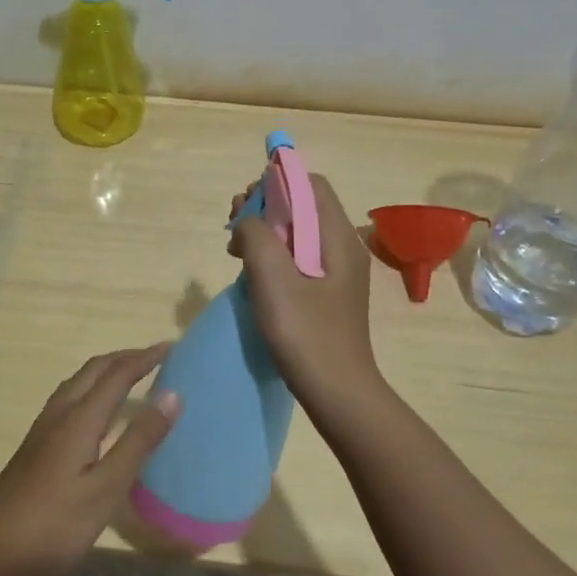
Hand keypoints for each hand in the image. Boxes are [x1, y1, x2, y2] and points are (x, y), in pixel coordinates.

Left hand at [0, 345, 179, 575]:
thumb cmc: (54, 526)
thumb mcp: (105, 488)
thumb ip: (138, 441)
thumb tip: (172, 394)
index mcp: (78, 419)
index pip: (116, 375)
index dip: (144, 358)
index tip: (171, 347)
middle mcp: (58, 415)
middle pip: (93, 371)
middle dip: (124, 358)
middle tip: (155, 357)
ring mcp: (42, 431)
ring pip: (77, 383)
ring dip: (106, 372)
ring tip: (131, 376)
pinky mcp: (35, 447)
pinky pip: (70, 400)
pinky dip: (92, 390)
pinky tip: (97, 414)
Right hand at [230, 173, 386, 420]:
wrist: (337, 392)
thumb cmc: (305, 333)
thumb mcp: (272, 278)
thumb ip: (256, 235)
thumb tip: (248, 222)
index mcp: (337, 237)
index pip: (310, 184)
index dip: (276, 182)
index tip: (245, 203)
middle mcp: (342, 247)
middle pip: (303, 206)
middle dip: (265, 207)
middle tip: (234, 228)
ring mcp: (337, 271)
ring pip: (297, 232)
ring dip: (265, 232)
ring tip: (235, 249)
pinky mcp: (327, 292)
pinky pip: (298, 257)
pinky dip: (273, 254)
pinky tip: (252, 272)